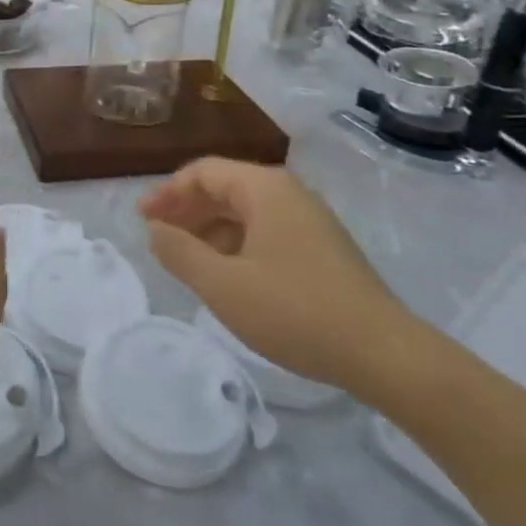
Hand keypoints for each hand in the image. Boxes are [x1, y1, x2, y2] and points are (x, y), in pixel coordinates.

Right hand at [140, 158, 413, 394]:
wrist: (383, 353)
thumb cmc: (295, 311)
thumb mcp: (223, 285)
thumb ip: (179, 252)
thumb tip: (154, 230)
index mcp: (265, 189)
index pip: (203, 172)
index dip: (167, 193)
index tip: (142, 220)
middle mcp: (289, 193)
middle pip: (224, 187)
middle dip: (186, 209)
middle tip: (157, 237)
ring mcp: (310, 219)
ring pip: (246, 211)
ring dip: (209, 229)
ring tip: (185, 259)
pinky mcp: (322, 247)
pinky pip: (266, 230)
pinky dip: (236, 243)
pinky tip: (226, 274)